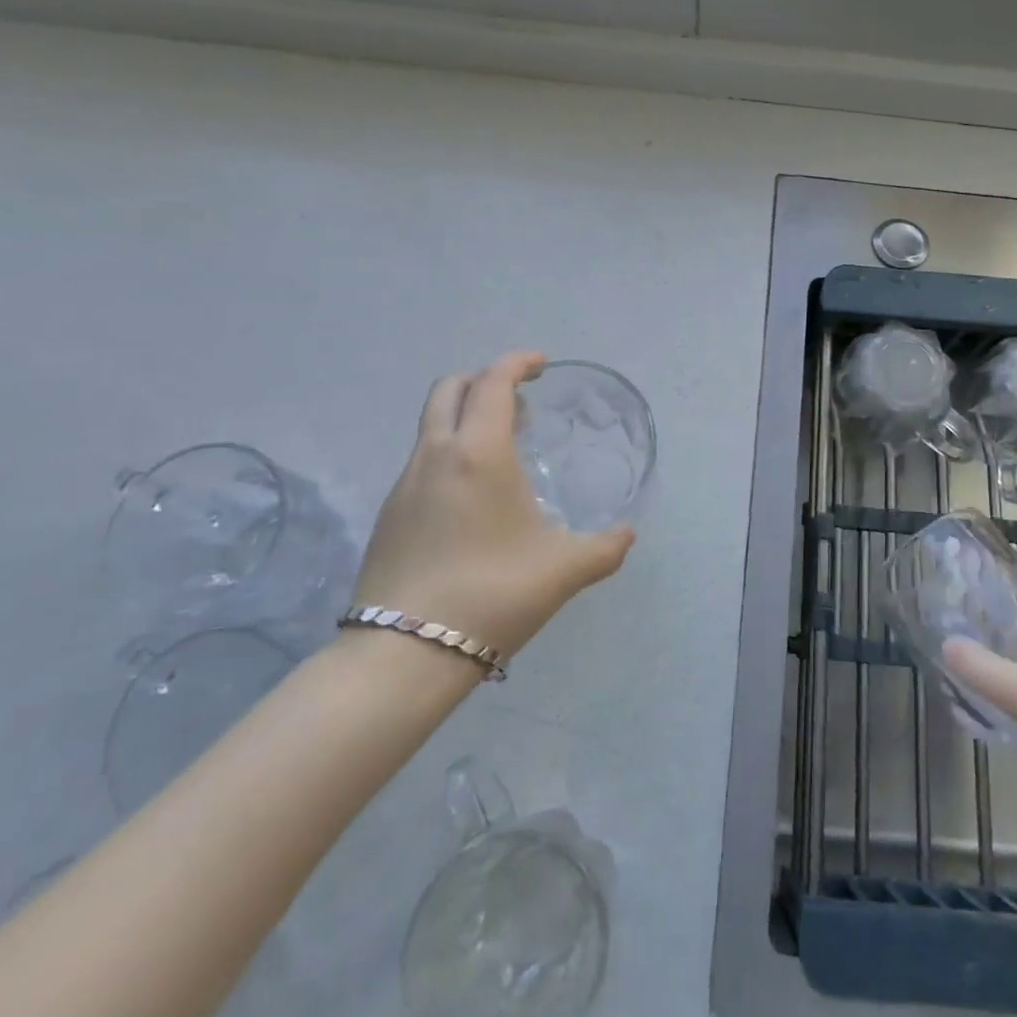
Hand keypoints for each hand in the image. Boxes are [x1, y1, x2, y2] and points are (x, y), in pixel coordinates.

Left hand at [349, 350, 634, 661]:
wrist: (403, 654)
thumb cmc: (493, 594)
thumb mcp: (564, 570)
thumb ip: (605, 547)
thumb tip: (627, 534)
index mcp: (479, 452)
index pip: (494, 382)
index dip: (517, 363)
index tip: (541, 364)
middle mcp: (435, 455)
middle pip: (450, 389)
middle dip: (484, 380)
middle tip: (519, 401)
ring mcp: (404, 484)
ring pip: (432, 426)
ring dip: (465, 418)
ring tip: (502, 450)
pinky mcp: (388, 515)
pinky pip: (422, 460)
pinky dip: (449, 453)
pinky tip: (472, 497)